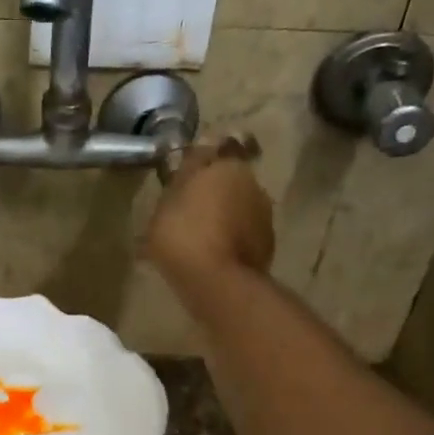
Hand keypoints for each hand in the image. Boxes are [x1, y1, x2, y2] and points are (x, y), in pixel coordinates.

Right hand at [145, 136, 275, 290]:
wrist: (217, 283)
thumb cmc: (183, 234)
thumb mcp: (166, 202)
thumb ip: (181, 178)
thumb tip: (194, 158)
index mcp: (228, 167)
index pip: (212, 152)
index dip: (196, 164)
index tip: (180, 179)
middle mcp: (254, 185)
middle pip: (228, 182)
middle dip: (211, 193)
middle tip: (185, 212)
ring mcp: (265, 217)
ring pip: (237, 209)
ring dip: (221, 217)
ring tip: (197, 239)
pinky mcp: (268, 246)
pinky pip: (243, 234)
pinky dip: (230, 240)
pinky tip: (211, 256)